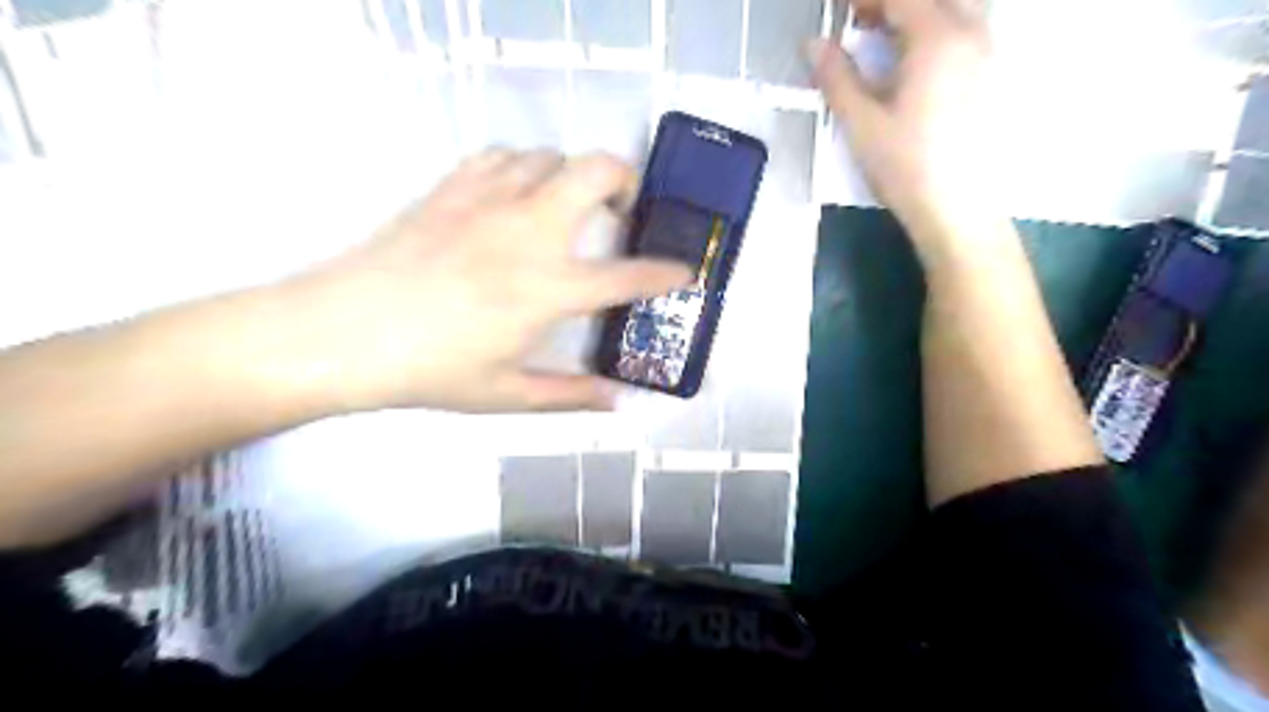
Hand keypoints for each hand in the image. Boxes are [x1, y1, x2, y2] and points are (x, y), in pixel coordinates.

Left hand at [290, 153, 691, 414]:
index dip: (665, 273)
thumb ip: (573, 396)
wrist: (341, 332)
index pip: (627, 276)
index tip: (686, 270)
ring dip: (572, 176)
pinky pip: (504, 157)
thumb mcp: (508, 395)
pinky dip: (524, 168)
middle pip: (598, 171)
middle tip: (623, 211)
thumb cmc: (430, 370)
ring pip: (552, 156)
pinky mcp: (453, 187)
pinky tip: (516, 196)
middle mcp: (530, 231)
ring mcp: (490, 200)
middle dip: (627, 181)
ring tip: (567, 207)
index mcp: (549, 287)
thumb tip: (623, 403)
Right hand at [806, 0, 1007, 238]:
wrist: (958, 210)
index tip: (836, 9)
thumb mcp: (862, 123)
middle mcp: (971, 34)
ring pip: (954, 11)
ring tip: (882, 40)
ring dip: (915, 16)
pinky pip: (965, 33)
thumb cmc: (906, 166)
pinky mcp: (992, 78)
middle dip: (891, 4)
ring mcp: (988, 55)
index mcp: (937, 39)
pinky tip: (911, 64)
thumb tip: (814, 43)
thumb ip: (837, 78)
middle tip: (857, 21)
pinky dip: (934, 32)